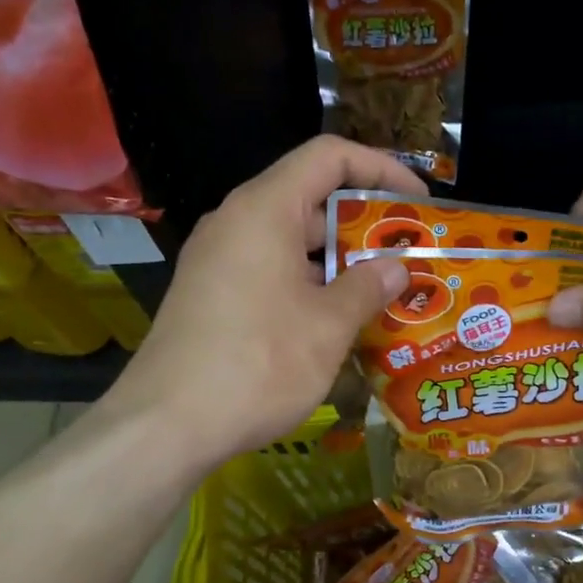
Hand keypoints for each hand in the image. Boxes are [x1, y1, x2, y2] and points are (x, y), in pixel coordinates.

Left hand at [99, 136, 420, 465]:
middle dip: (364, 222)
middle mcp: (236, 222)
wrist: (165, 425)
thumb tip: (395, 267)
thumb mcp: (327, 327)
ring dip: (338, 258)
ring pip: (290, 238)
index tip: (417, 200)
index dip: (381, 168)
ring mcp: (218, 259)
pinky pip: (269, 268)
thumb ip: (367, 287)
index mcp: (264, 210)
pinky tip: (338, 319)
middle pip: (310, 196)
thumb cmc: (257, 364)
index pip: (329, 157)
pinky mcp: (211, 293)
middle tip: (408, 254)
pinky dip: (308, 281)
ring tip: (384, 290)